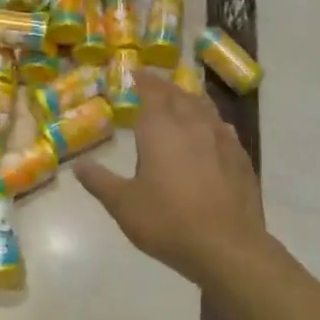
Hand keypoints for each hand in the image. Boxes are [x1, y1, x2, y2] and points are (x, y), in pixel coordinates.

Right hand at [77, 71, 268, 286]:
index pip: (151, 90)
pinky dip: (210, 121)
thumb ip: (100, 181)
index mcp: (161, 128)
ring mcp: (221, 138)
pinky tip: (210, 131)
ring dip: (189, 99)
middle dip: (164, 86)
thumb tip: (79, 165)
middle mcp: (192, 123)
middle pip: (178, 94)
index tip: (135, 72)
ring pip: (204, 106)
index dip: (142, 79)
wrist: (227, 247)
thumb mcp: (123, 205)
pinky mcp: (241, 157)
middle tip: (153, 85)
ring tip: (181, 100)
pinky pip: (222, 127)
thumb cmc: (168, 221)